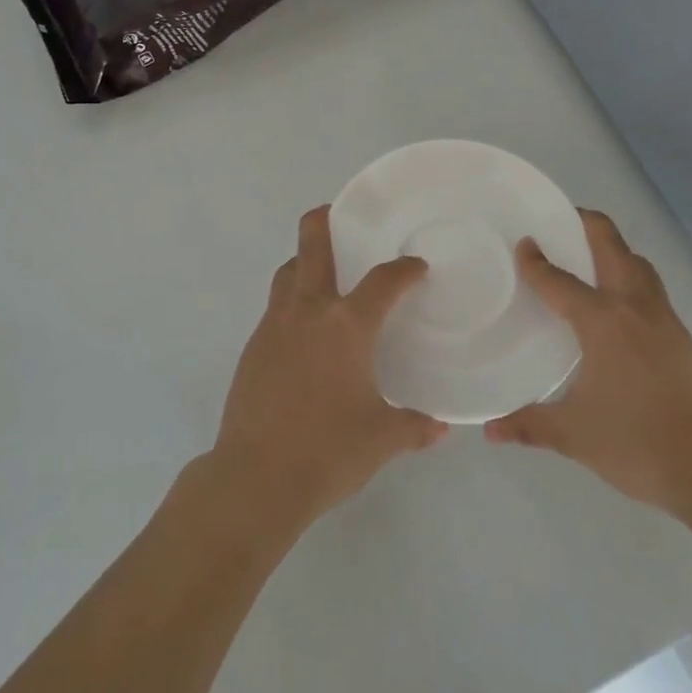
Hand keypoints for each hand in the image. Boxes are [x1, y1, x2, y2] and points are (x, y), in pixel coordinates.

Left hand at [212, 207, 446, 528]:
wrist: (255, 477)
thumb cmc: (328, 451)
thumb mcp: (382, 439)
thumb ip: (414, 427)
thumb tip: (439, 427)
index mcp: (346, 326)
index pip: (383, 282)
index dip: (403, 270)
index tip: (415, 267)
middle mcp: (308, 312)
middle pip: (312, 246)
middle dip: (324, 221)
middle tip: (338, 215)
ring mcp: (273, 326)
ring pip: (287, 274)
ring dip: (303, 263)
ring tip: (323, 276)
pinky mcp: (252, 348)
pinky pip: (274, 309)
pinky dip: (291, 303)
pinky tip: (303, 332)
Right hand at [484, 209, 691, 521]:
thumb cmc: (637, 444)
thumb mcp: (574, 435)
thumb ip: (529, 424)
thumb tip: (490, 429)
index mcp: (603, 322)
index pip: (561, 281)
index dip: (537, 261)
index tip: (523, 243)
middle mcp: (634, 308)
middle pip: (612, 247)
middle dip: (587, 225)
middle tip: (562, 221)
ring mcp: (665, 319)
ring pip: (639, 265)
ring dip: (614, 250)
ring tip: (589, 256)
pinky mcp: (682, 337)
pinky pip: (651, 289)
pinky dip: (631, 277)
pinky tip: (618, 304)